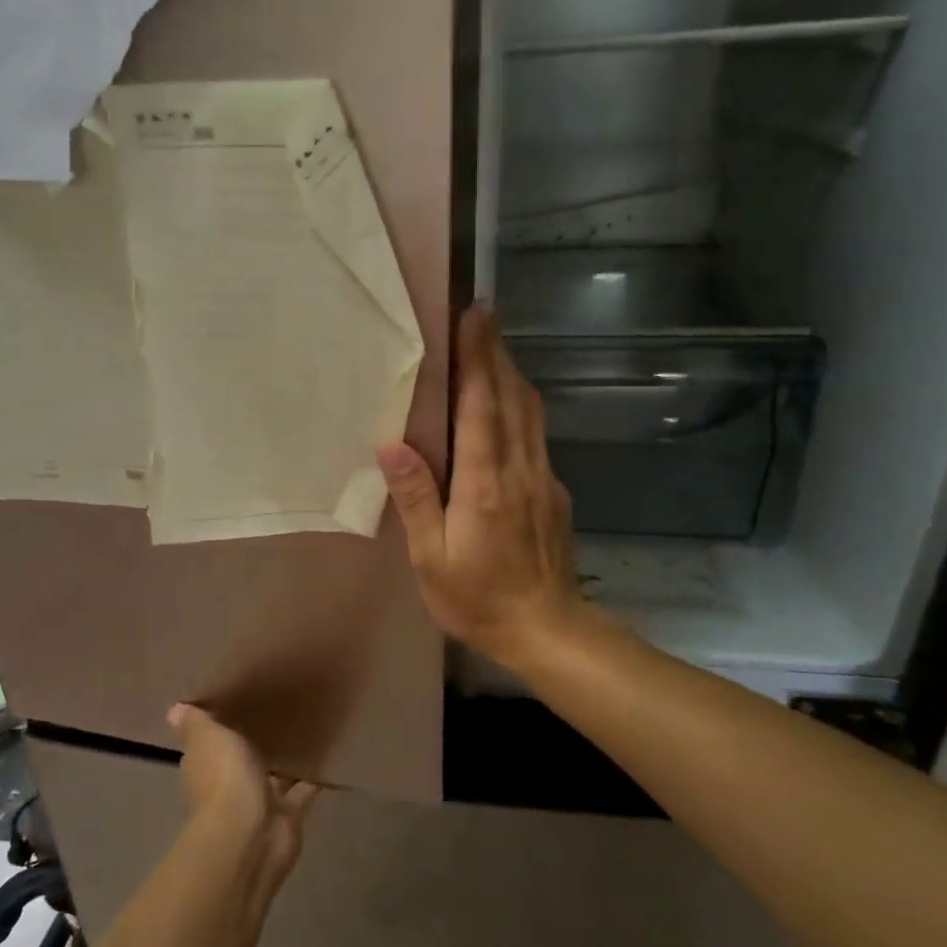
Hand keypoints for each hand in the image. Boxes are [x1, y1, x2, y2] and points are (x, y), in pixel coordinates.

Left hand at [168, 704, 317, 903]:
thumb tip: (174, 709)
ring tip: (306, 729)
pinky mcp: (287, 817)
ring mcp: (258, 804)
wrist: (250, 834)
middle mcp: (229, 787)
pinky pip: (301, 792)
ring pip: (273, 777)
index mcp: (206, 766)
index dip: (219, 728)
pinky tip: (326, 757)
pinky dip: (311, 780)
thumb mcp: (207, 737)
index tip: (236, 704)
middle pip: (242, 761)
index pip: (209, 745)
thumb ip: (195, 723)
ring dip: (283, 763)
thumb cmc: (224, 778)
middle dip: (255, 745)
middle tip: (278, 711)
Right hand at [377, 307, 589, 670]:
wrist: (548, 630)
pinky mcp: (554, 492)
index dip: (477, 359)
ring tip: (491, 349)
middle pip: (512, 397)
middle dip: (496, 353)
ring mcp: (543, 478)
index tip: (473, 318)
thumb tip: (392, 445)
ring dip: (511, 374)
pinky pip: (537, 434)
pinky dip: (521, 406)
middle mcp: (520, 469)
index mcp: (484, 483)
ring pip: (531, 412)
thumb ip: (417, 498)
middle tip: (480, 317)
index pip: (482, 406)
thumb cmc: (478, 599)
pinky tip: (507, 407)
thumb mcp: (432, 558)